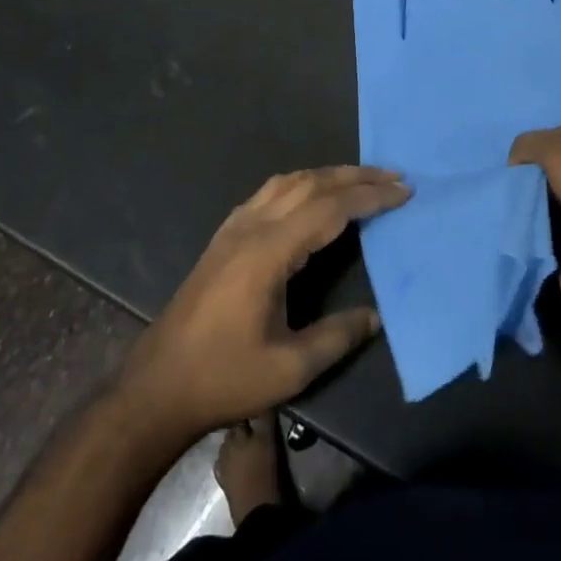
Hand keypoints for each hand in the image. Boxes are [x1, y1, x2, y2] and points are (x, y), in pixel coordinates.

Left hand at [119, 166, 409, 442]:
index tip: (404, 191)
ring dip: (328, 175)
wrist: (157, 385)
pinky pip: (270, 192)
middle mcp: (252, 227)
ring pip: (288, 181)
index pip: (329, 209)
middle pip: (310, 184)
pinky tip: (311, 196)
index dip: (369, 197)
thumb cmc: (224, 378)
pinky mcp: (224, 236)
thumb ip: (337, 337)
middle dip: (355, 177)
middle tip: (394, 177)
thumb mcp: (289, 369)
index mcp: (269, 252)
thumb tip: (376, 317)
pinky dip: (301, 183)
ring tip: (361, 180)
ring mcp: (234, 227)